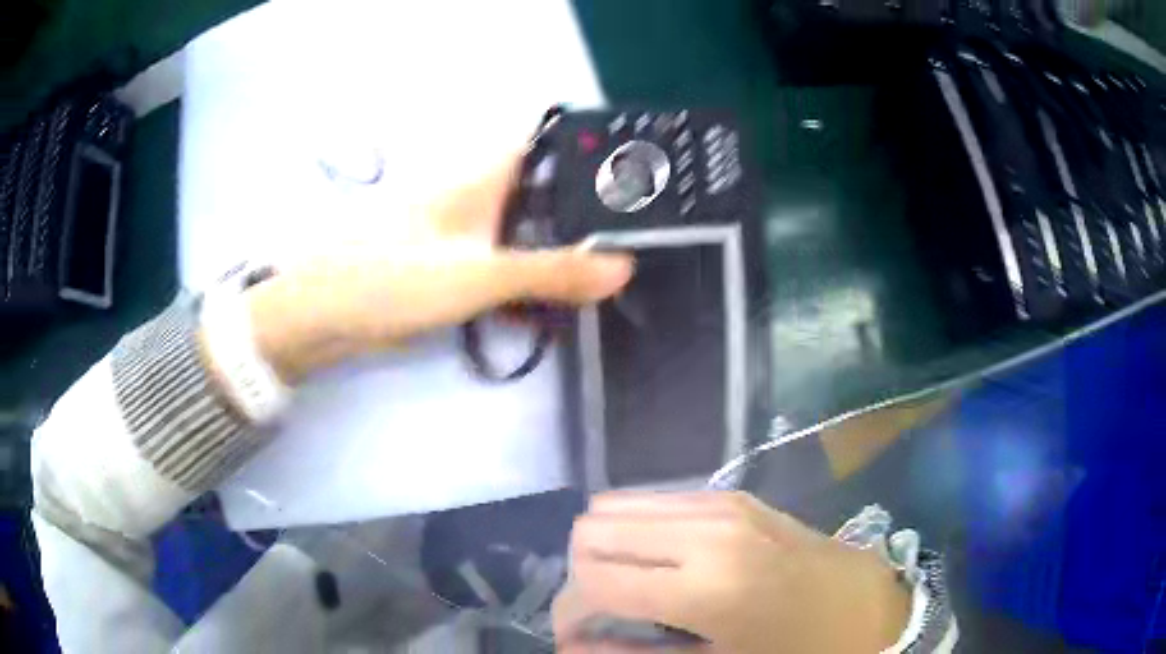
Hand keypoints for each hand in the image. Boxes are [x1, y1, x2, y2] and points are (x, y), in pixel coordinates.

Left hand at [243, 156, 633, 382]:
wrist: (326, 314)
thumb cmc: (396, 276)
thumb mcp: (481, 274)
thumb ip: (552, 271)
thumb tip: (623, 268)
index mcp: (482, 176)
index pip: (545, 143)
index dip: (587, 150)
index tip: (632, 174)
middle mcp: (475, 194)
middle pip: (541, 188)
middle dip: (583, 207)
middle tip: (633, 233)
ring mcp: (461, 230)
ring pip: (523, 227)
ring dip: (559, 245)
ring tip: (609, 267)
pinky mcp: (449, 264)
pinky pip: (502, 262)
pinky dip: (528, 275)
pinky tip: (553, 300)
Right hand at [554, 492, 910, 652]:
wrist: (866, 606)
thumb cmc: (794, 650)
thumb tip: (572, 647)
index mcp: (704, 589)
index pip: (591, 580)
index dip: (569, 610)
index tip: (576, 634)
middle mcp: (705, 532)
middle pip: (594, 529)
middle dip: (583, 572)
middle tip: (603, 609)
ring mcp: (721, 504)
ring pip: (618, 505)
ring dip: (609, 548)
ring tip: (630, 585)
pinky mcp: (734, 495)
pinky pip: (656, 499)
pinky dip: (639, 530)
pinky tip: (663, 563)